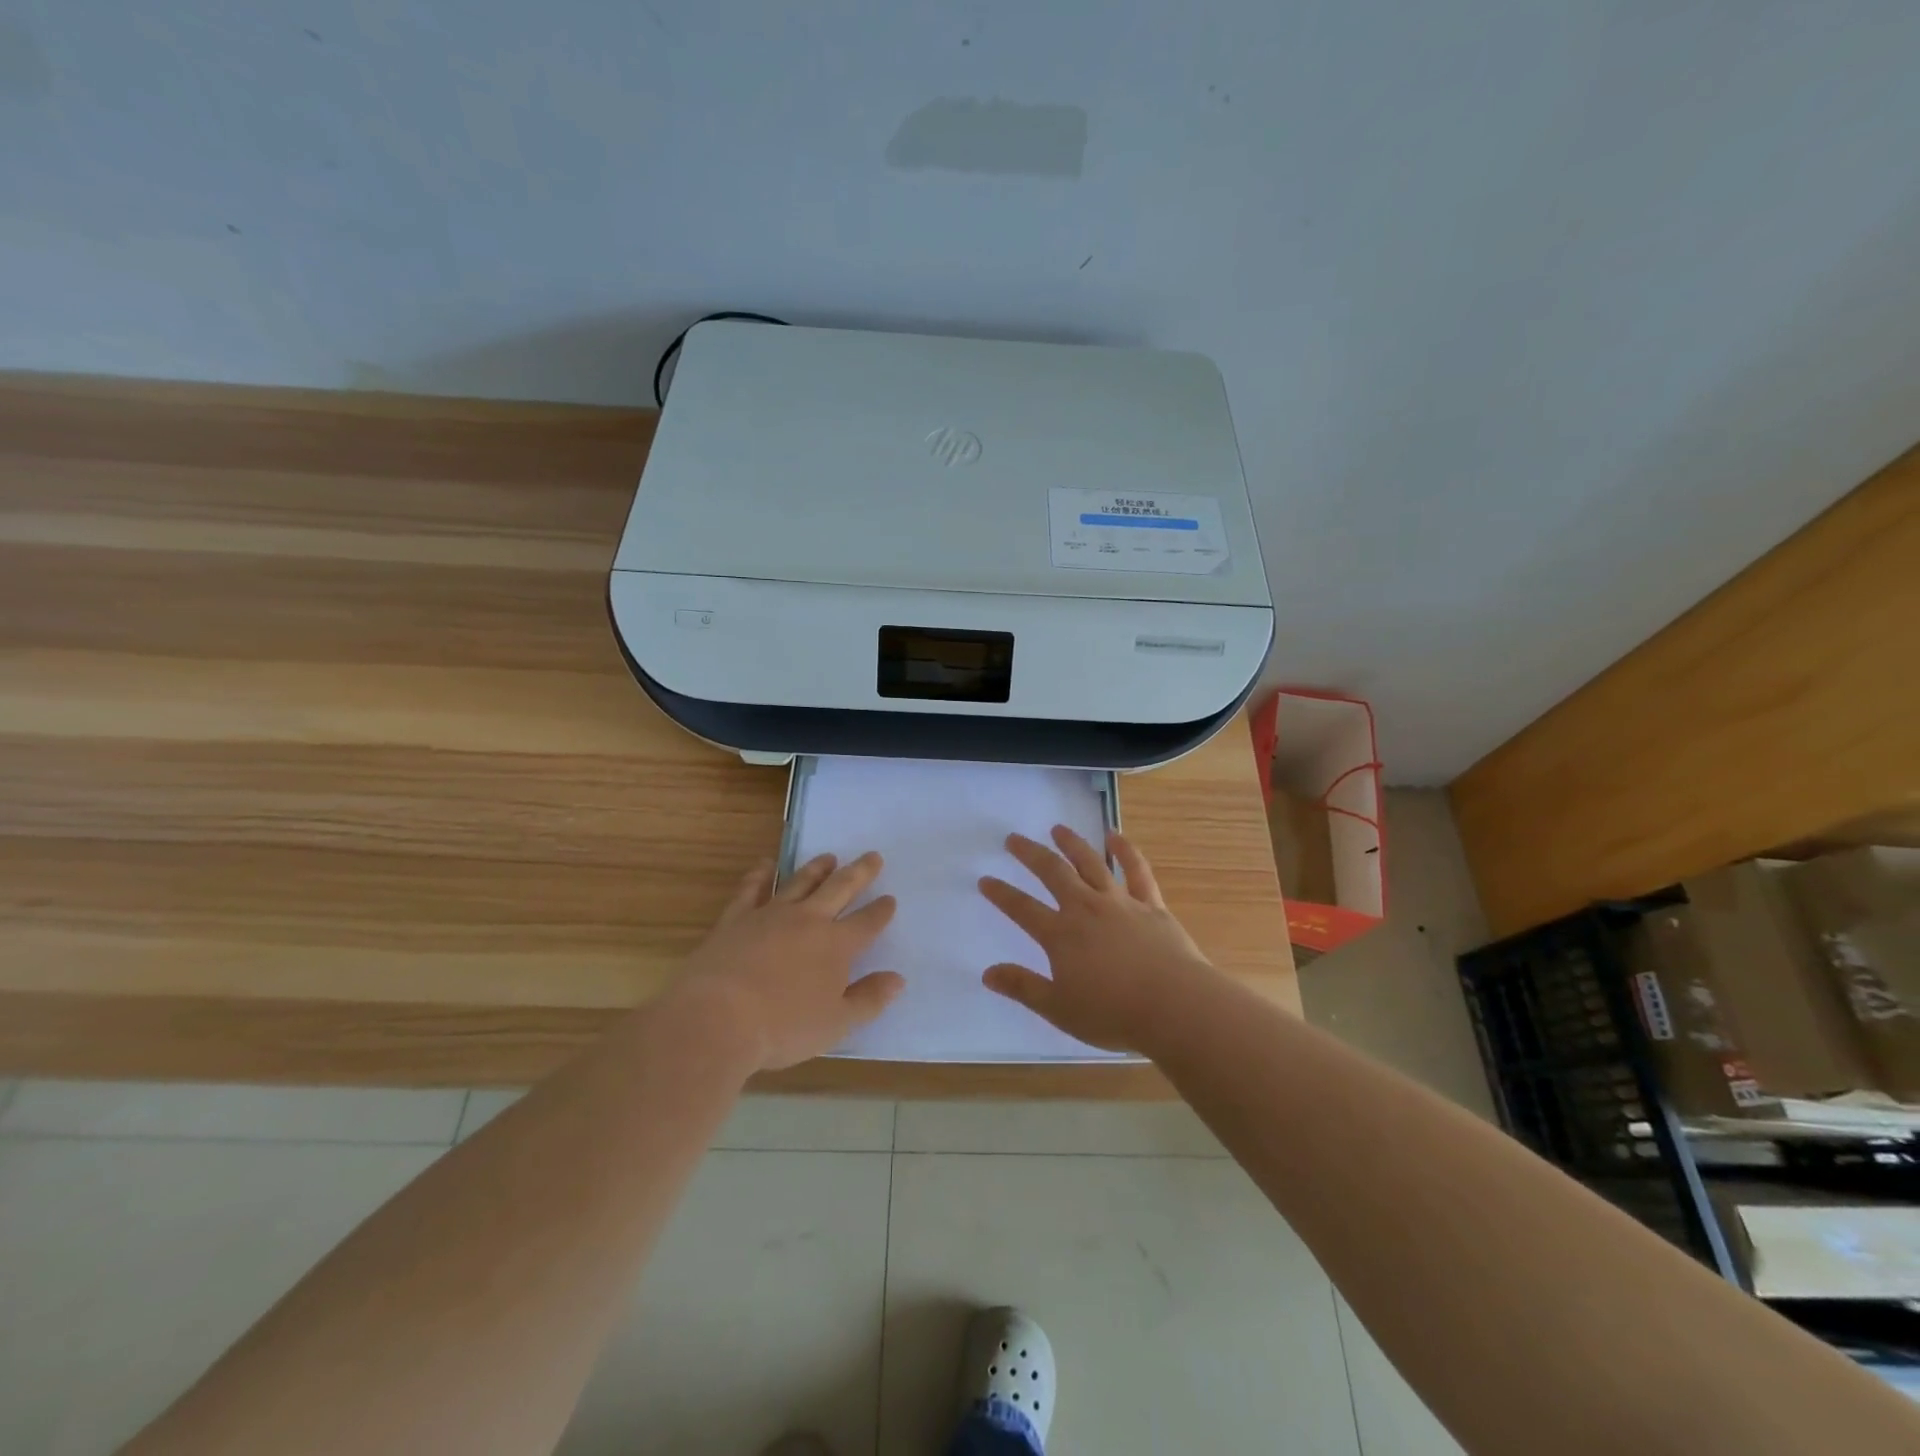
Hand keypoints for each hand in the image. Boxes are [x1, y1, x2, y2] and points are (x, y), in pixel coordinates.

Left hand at [673, 852, 903, 1070]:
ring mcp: (770, 915)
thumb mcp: (836, 1024)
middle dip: (859, 873)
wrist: (717, 1017)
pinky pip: (752, 889)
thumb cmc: (783, 1027)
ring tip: (828, 857)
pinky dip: (760, 874)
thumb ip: (869, 1000)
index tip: (890, 899)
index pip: (867, 923)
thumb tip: (898, 979)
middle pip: (840, 889)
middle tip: (872, 856)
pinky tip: (766, 865)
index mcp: (836, 946)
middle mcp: (808, 921)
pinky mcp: (736, 918)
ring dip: (817, 868)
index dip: (881, 911)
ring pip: (800, 882)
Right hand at [978, 827, 1212, 1052]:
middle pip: (1053, 873)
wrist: (1175, 1006)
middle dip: (1030, 854)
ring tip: (1057, 828)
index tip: (986, 880)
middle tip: (1013, 839)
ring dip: (1072, 843)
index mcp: (1061, 935)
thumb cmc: (1113, 1014)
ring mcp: (1120, 902)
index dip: (1001, 894)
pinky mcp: (1151, 905)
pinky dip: (1125, 850)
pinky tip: (1115, 835)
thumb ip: (1023, 988)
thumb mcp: (1059, 1009)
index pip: (1022, 909)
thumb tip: (988, 973)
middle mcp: (1086, 909)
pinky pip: (1136, 870)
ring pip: (1091, 863)